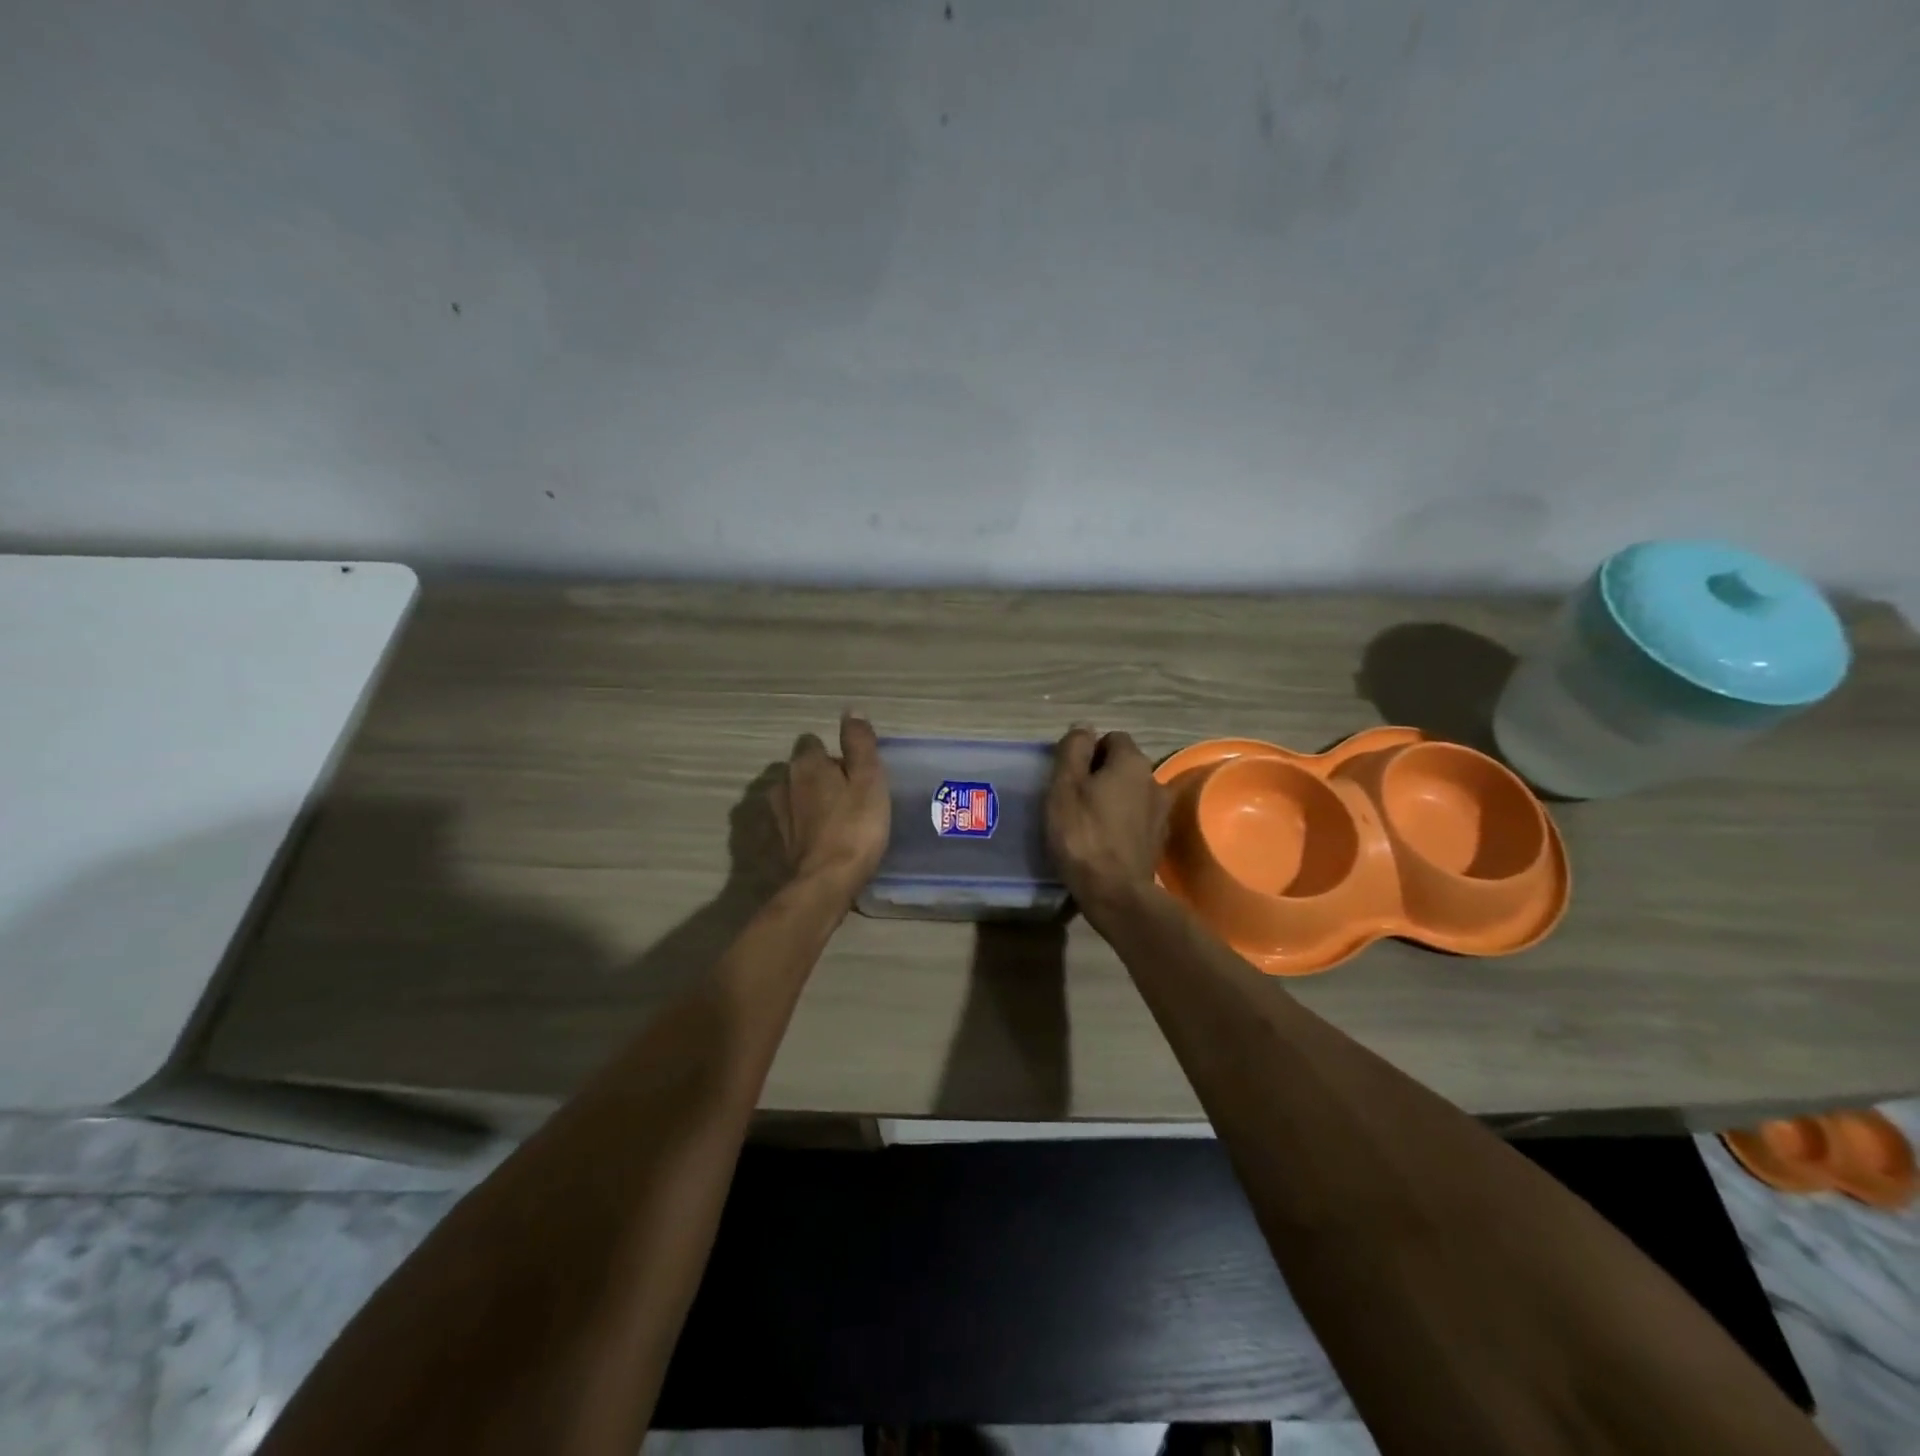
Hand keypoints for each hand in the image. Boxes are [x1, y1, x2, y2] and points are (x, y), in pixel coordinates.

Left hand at [771, 713, 890, 898]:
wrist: (826, 882)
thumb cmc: (855, 826)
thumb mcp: (869, 780)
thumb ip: (860, 744)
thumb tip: (852, 712)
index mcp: (806, 764)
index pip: (813, 742)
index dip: (833, 753)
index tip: (853, 770)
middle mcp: (784, 783)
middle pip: (803, 768)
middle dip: (821, 775)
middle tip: (850, 794)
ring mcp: (777, 814)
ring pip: (795, 795)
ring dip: (811, 801)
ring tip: (836, 817)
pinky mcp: (778, 842)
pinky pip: (792, 822)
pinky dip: (804, 825)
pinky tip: (822, 838)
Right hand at [1046, 726, 1169, 921]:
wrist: (1115, 892)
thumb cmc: (1082, 834)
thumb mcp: (1065, 786)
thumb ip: (1073, 750)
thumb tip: (1084, 727)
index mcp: (1132, 762)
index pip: (1112, 738)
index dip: (1089, 752)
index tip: (1070, 776)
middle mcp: (1155, 780)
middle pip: (1124, 765)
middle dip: (1102, 775)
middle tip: (1075, 799)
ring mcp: (1161, 812)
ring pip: (1132, 793)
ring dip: (1114, 799)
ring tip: (1090, 822)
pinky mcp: (1159, 840)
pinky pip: (1138, 818)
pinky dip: (1123, 823)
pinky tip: (1105, 841)